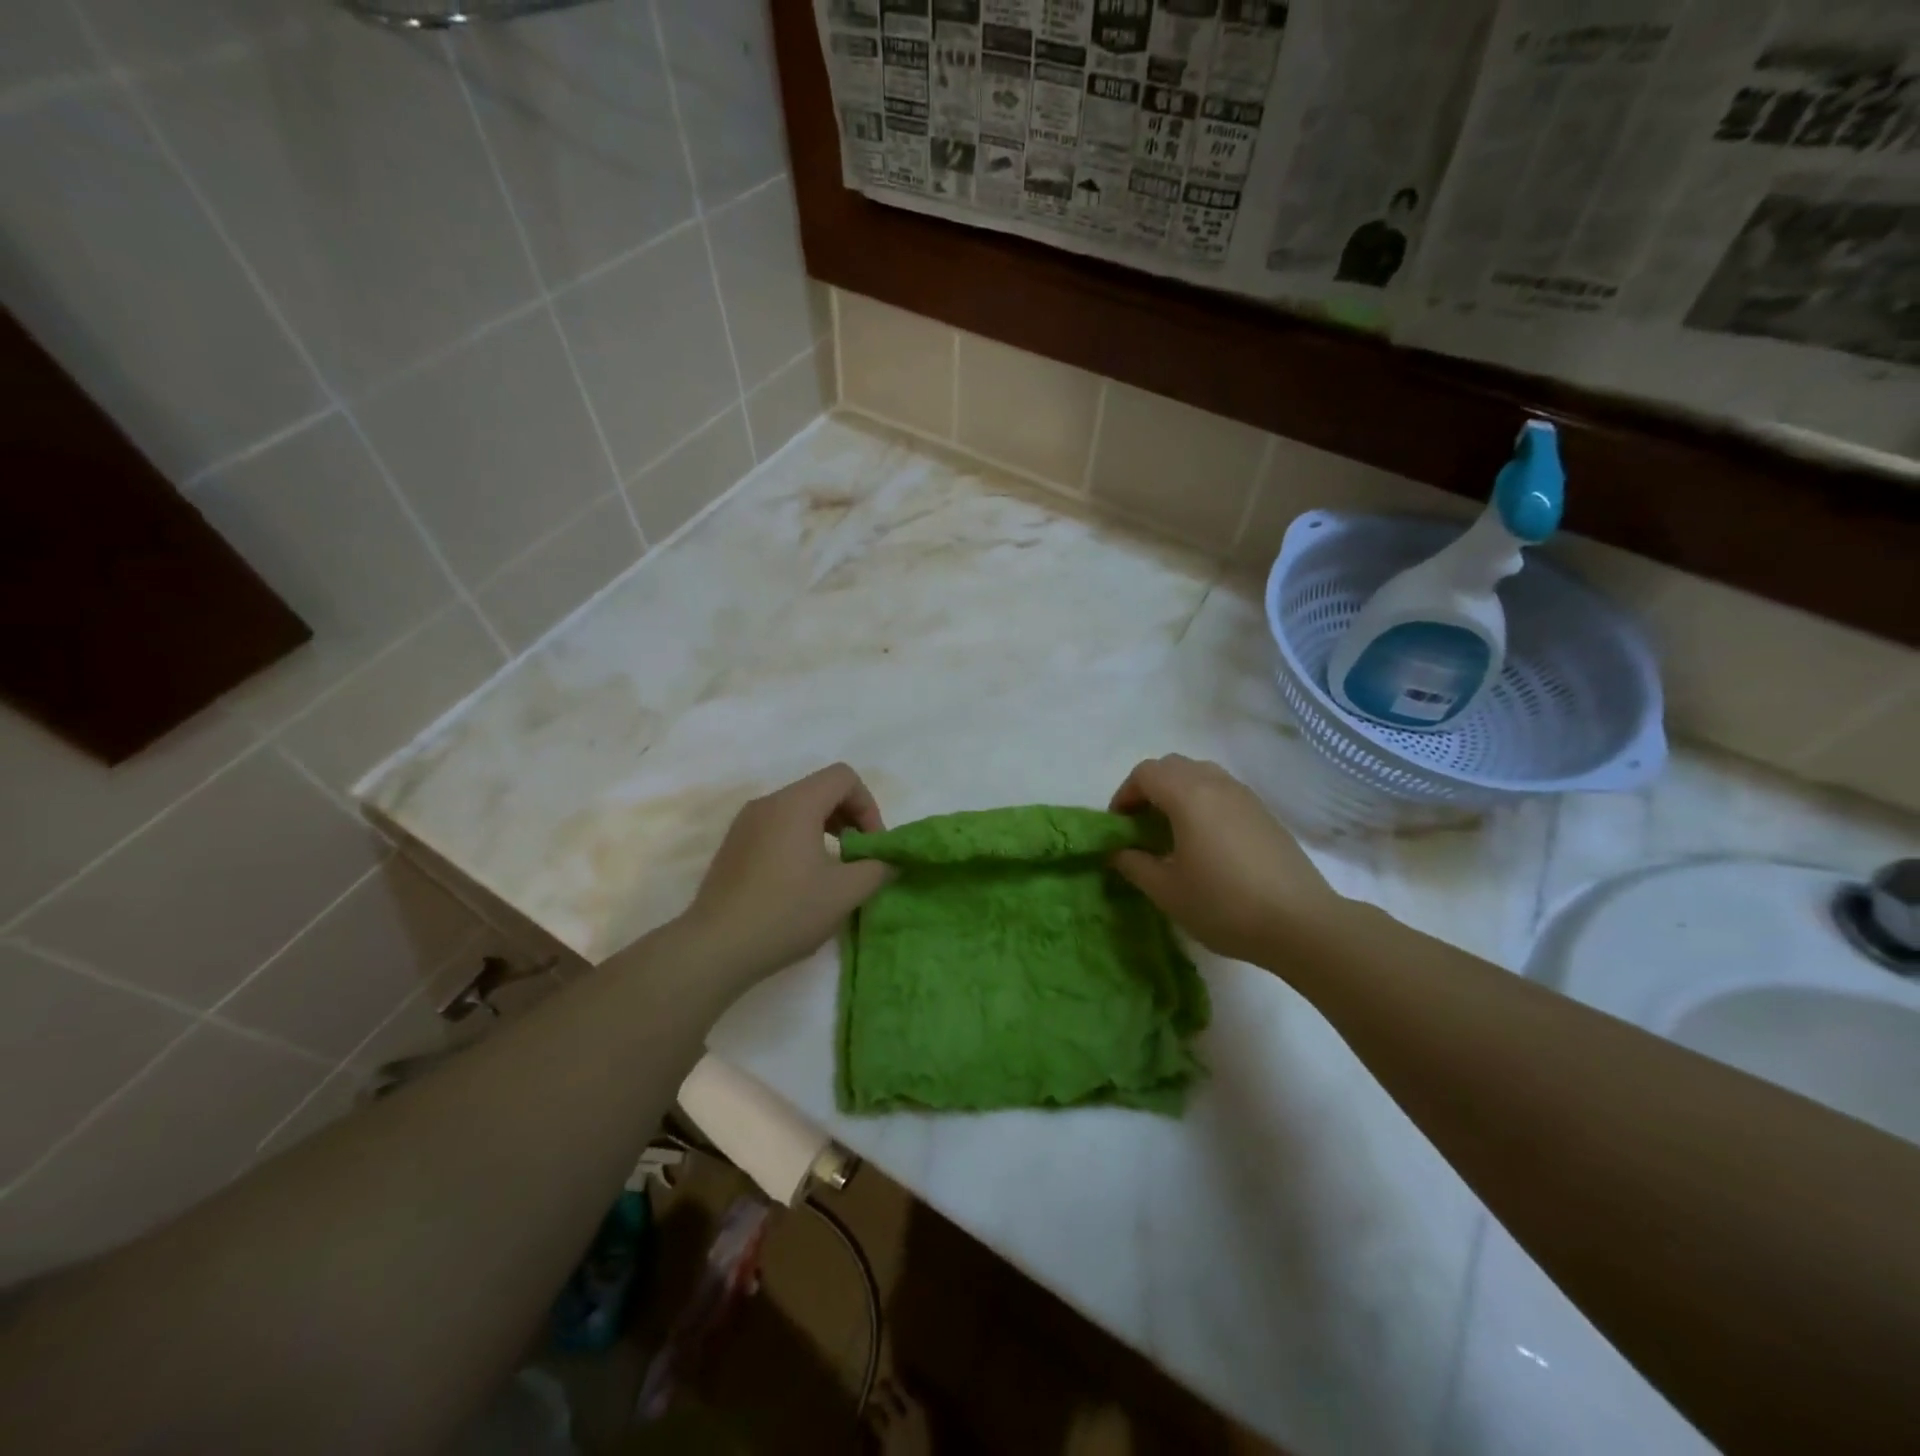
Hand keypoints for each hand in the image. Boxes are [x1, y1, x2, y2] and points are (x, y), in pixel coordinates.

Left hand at [680, 764, 890, 978]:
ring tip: (832, 870)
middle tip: (858, 857)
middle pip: (821, 790)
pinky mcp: (733, 845)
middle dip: (849, 817)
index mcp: (796, 804)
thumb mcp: (845, 892)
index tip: (871, 845)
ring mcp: (745, 823)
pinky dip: (800, 840)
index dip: (868, 806)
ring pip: (798, 809)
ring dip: (825, 830)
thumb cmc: (787, 912)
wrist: (716, 947)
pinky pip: (777, 826)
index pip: (844, 777)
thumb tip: (888, 861)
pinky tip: (801, 881)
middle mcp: (768, 803)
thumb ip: (878, 869)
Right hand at [1110, 754, 1342, 966]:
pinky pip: (1223, 791)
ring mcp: (1245, 796)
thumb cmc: (1224, 905)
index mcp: (1188, 796)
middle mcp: (1216, 784)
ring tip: (1172, 831)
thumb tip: (1118, 851)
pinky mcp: (1264, 813)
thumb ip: (1134, 865)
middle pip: (1173, 766)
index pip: (1145, 773)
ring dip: (1178, 793)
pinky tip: (1206, 842)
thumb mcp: (1167, 891)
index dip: (1125, 794)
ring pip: (1201, 775)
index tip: (1119, 826)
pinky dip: (1203, 802)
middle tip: (1141, 825)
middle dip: (1150, 788)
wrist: (1301, 923)